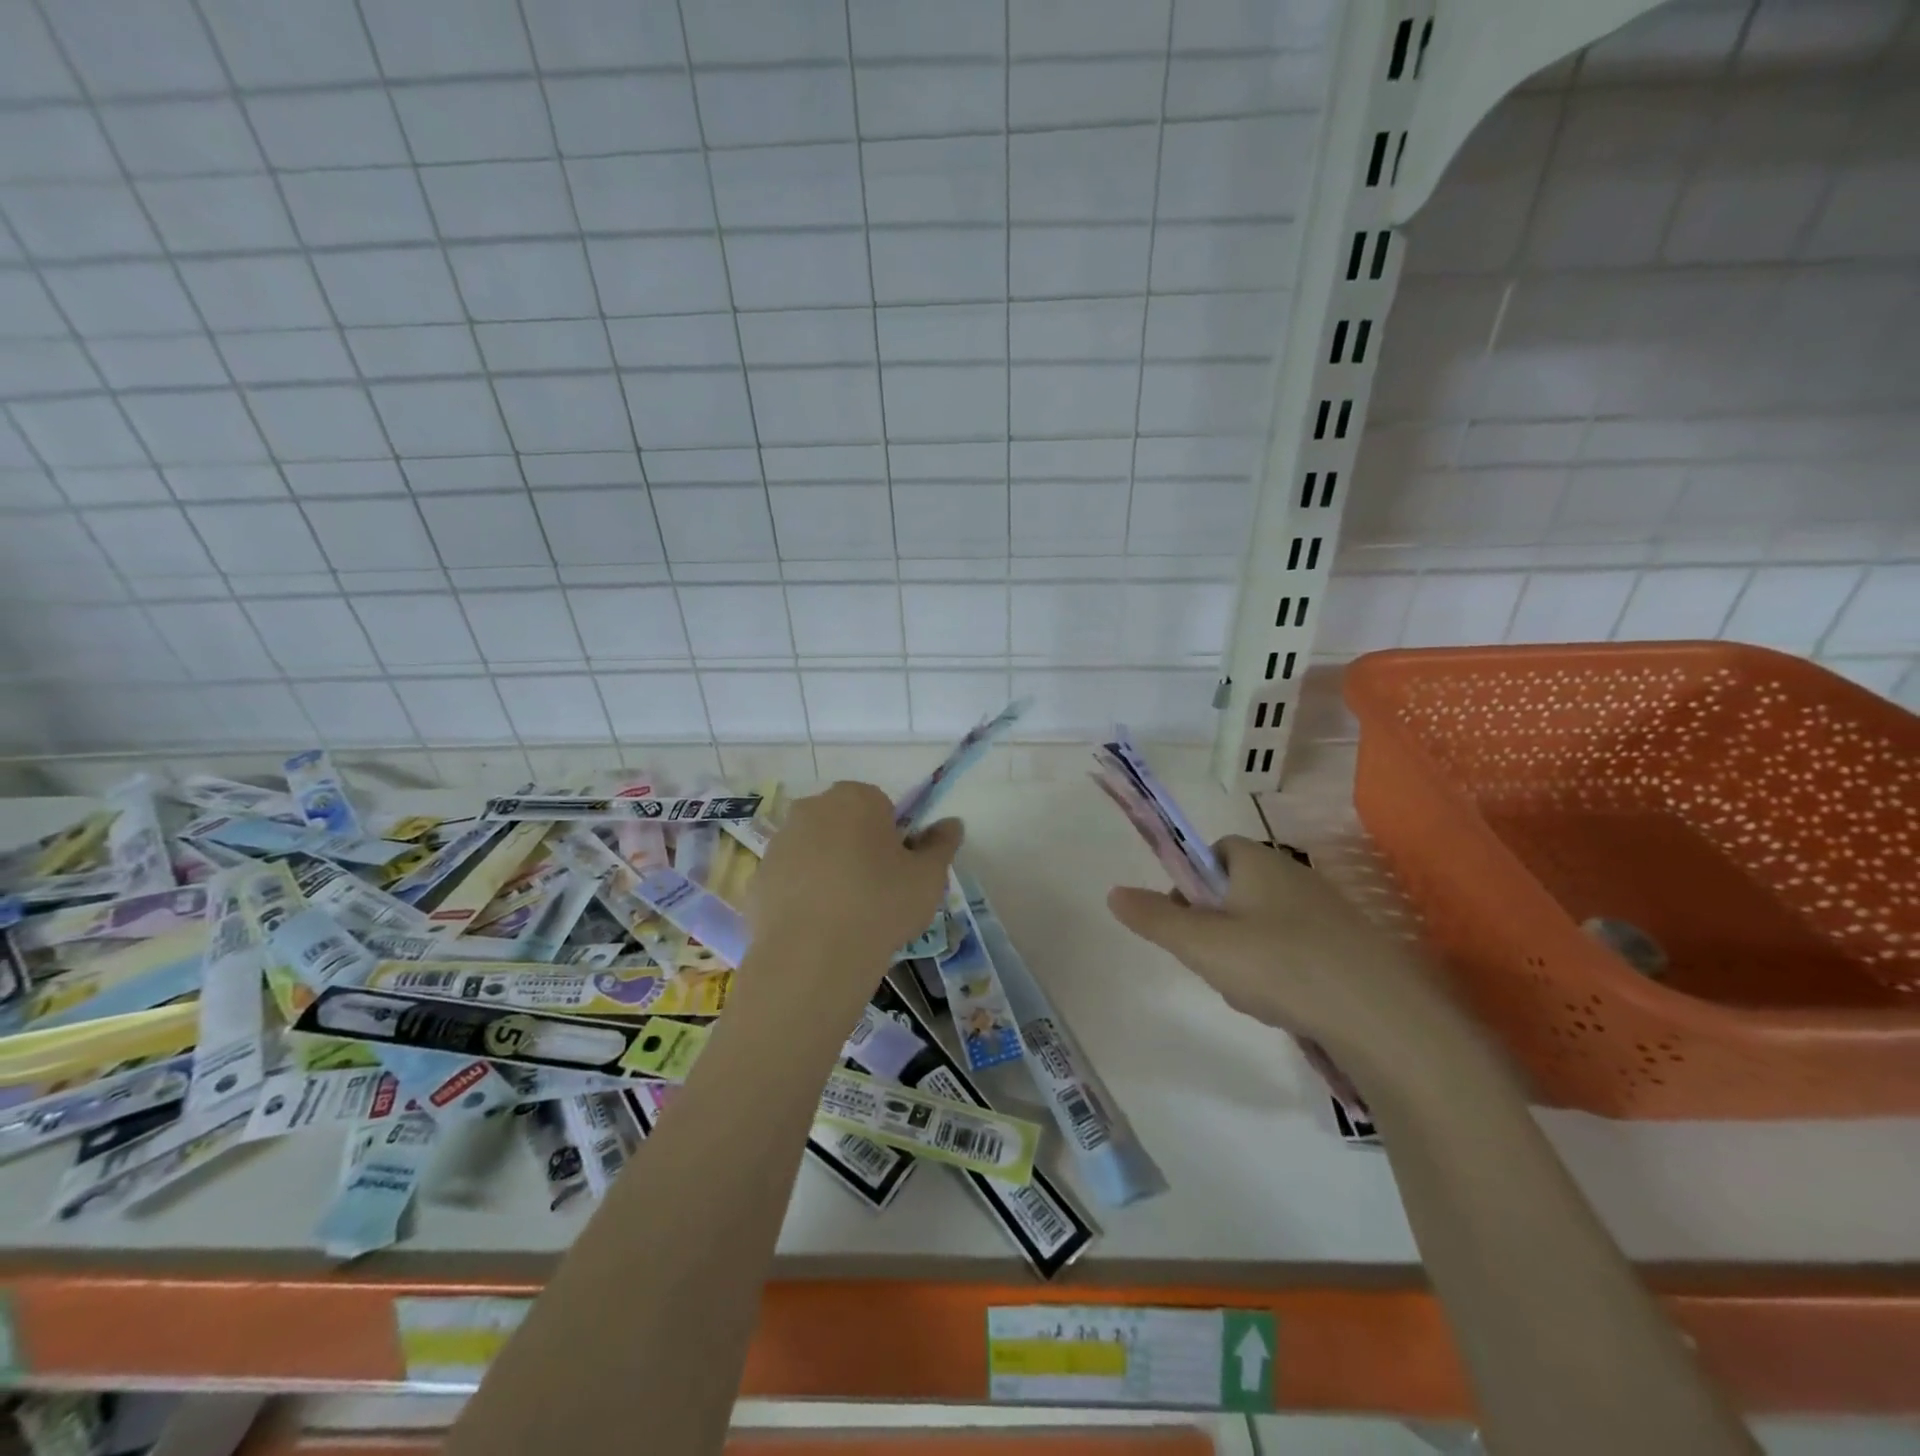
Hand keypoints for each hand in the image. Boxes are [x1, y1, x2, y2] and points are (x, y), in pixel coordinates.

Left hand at [749, 781, 960, 985]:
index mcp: (855, 798)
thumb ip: (942, 844)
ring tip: (847, 915)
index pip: (881, 806)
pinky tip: (818, 928)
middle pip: (844, 823)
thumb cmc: (881, 904)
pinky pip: (790, 880)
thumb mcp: (929, 876)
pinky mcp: (757, 878)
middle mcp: (811, 809)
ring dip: (829, 870)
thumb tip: (952, 823)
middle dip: (858, 848)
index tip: (899, 870)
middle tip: (877, 891)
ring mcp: (779, 843)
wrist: (814, 957)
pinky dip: (802, 896)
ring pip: (814, 850)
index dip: (893, 838)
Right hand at [1107, 836, 1443, 1058]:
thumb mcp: (1201, 944)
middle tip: (1210, 961)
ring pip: (1263, 924)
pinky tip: (1283, 1005)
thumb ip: (1154, 918)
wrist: (1383, 1017)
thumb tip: (1113, 892)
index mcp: (1258, 862)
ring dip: (1244, 953)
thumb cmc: (1279, 964)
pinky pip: (1296, 950)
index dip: (1191, 879)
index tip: (1183, 917)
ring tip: (1249, 992)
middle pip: (1236, 890)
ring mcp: (1327, 913)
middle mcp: (1294, 876)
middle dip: (1214, 924)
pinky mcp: (1349, 949)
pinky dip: (1280, 973)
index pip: (1214, 849)